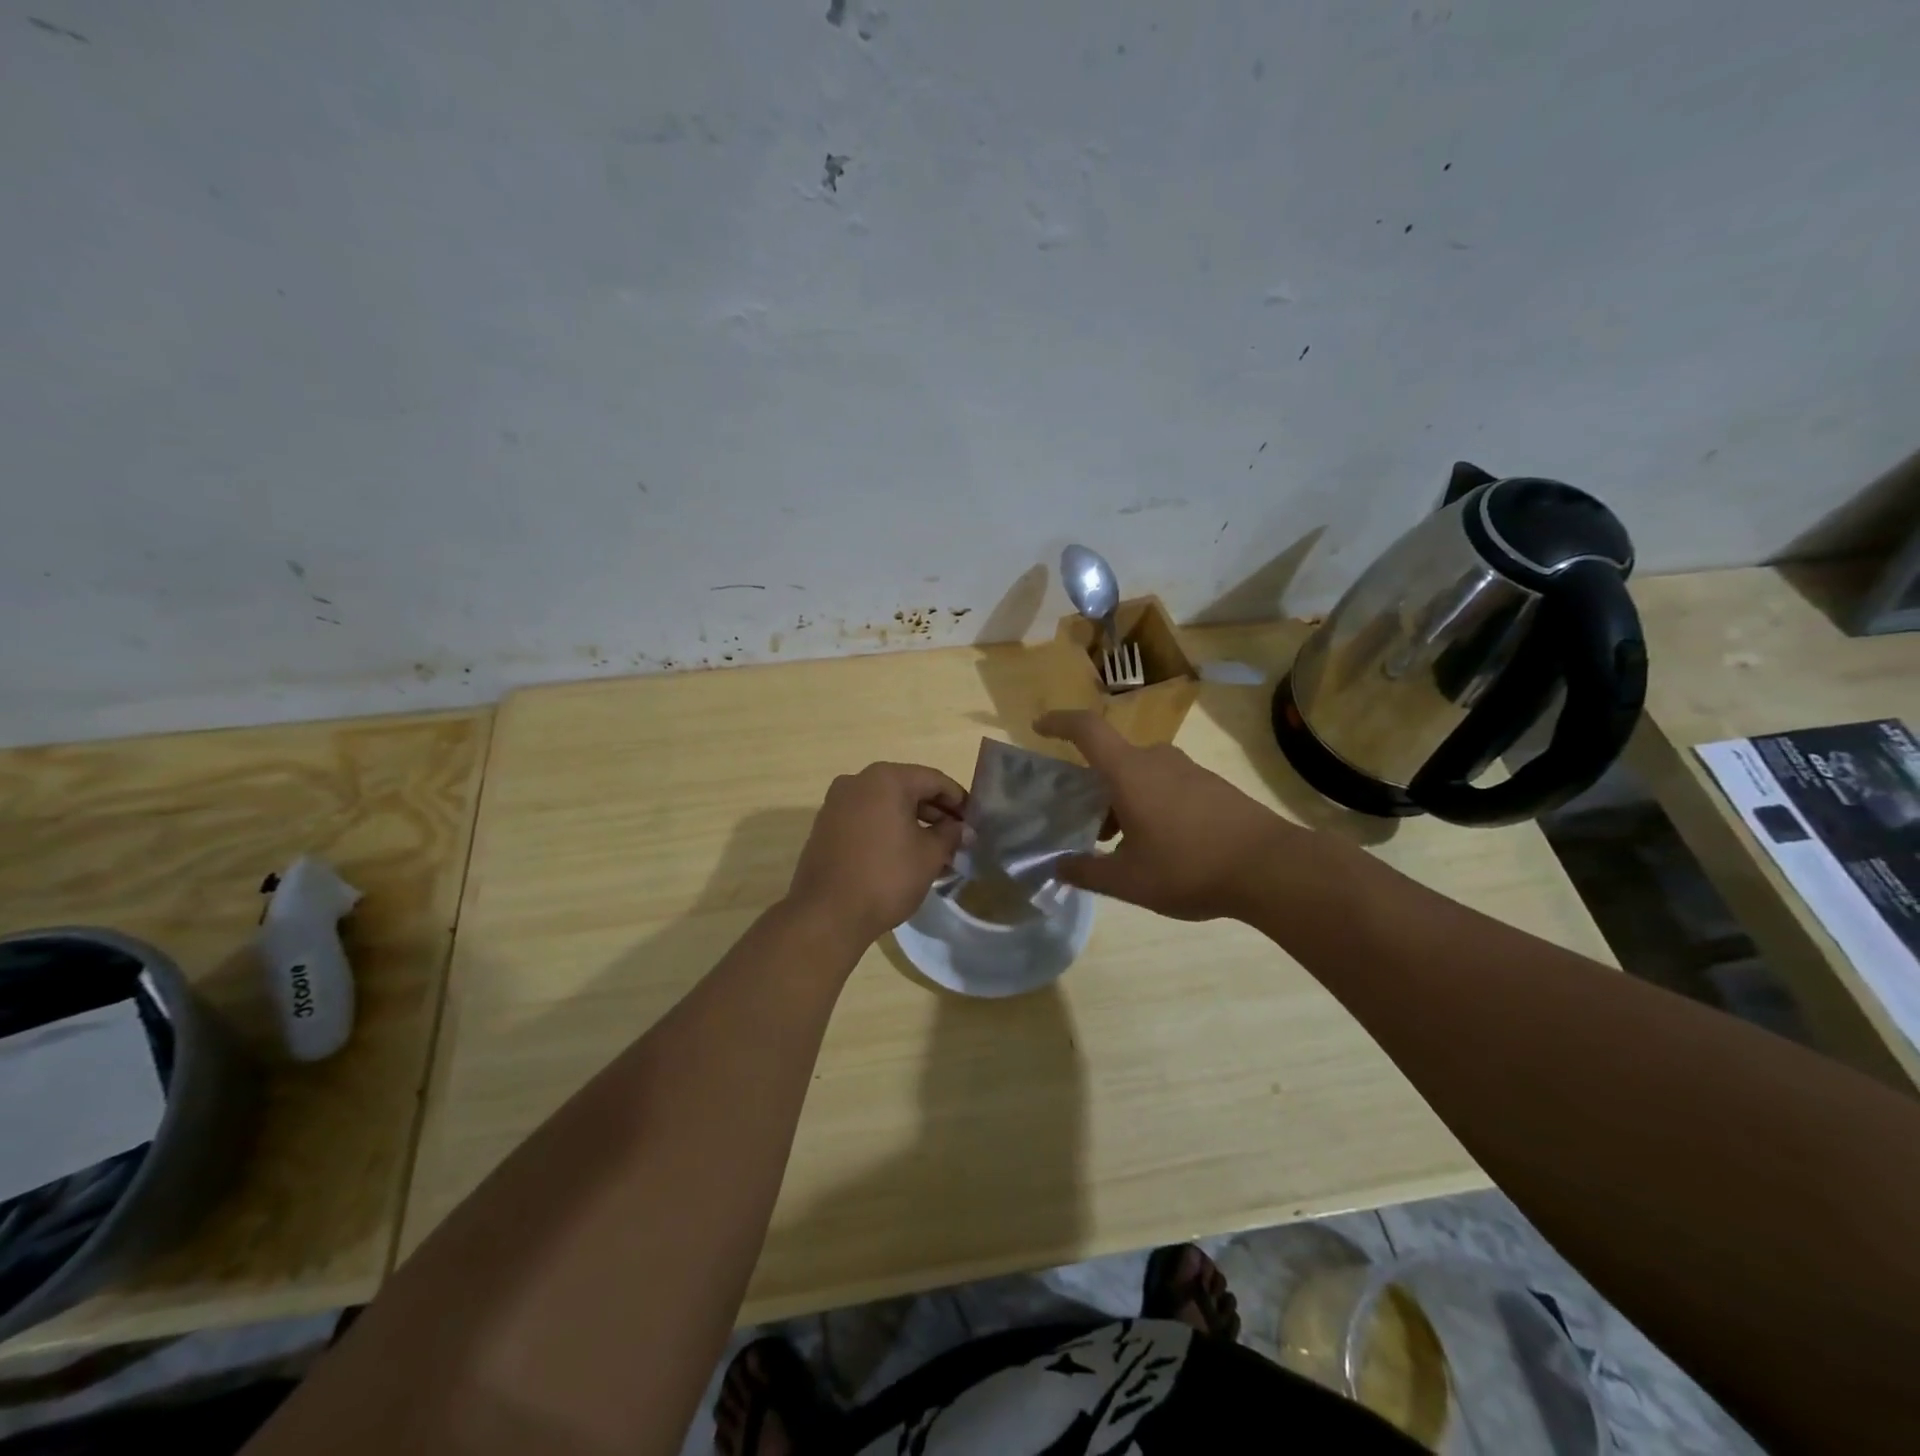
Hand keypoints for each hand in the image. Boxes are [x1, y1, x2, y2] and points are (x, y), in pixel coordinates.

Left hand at [786, 763, 966, 947]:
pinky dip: (888, 830)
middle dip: (936, 813)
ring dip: (913, 824)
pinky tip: (905, 856)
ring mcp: (837, 803)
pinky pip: (867, 819)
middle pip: (908, 789)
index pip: (934, 780)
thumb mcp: (929, 855)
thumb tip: (963, 829)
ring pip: (886, 805)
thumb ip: (951, 834)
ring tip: (936, 853)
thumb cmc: (886, 877)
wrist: (827, 914)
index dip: (959, 800)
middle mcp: (858, 781)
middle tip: (957, 839)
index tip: (974, 822)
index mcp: (886, 779)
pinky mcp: (826, 826)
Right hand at [1034, 711, 1298, 920]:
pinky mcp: (1213, 785)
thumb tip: (1058, 867)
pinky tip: (1162, 846)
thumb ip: (1086, 872)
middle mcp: (1157, 760)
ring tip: (1124, 846)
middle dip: (1094, 791)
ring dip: (1124, 802)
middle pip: (1113, 761)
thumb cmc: (1189, 867)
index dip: (1059, 722)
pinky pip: (1167, 785)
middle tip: (1088, 829)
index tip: (1039, 726)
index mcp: (1129, 772)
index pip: (1086, 730)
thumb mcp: (1128, 881)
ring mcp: (1189, 770)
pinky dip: (1151, 805)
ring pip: (1141, 776)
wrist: (1271, 867)